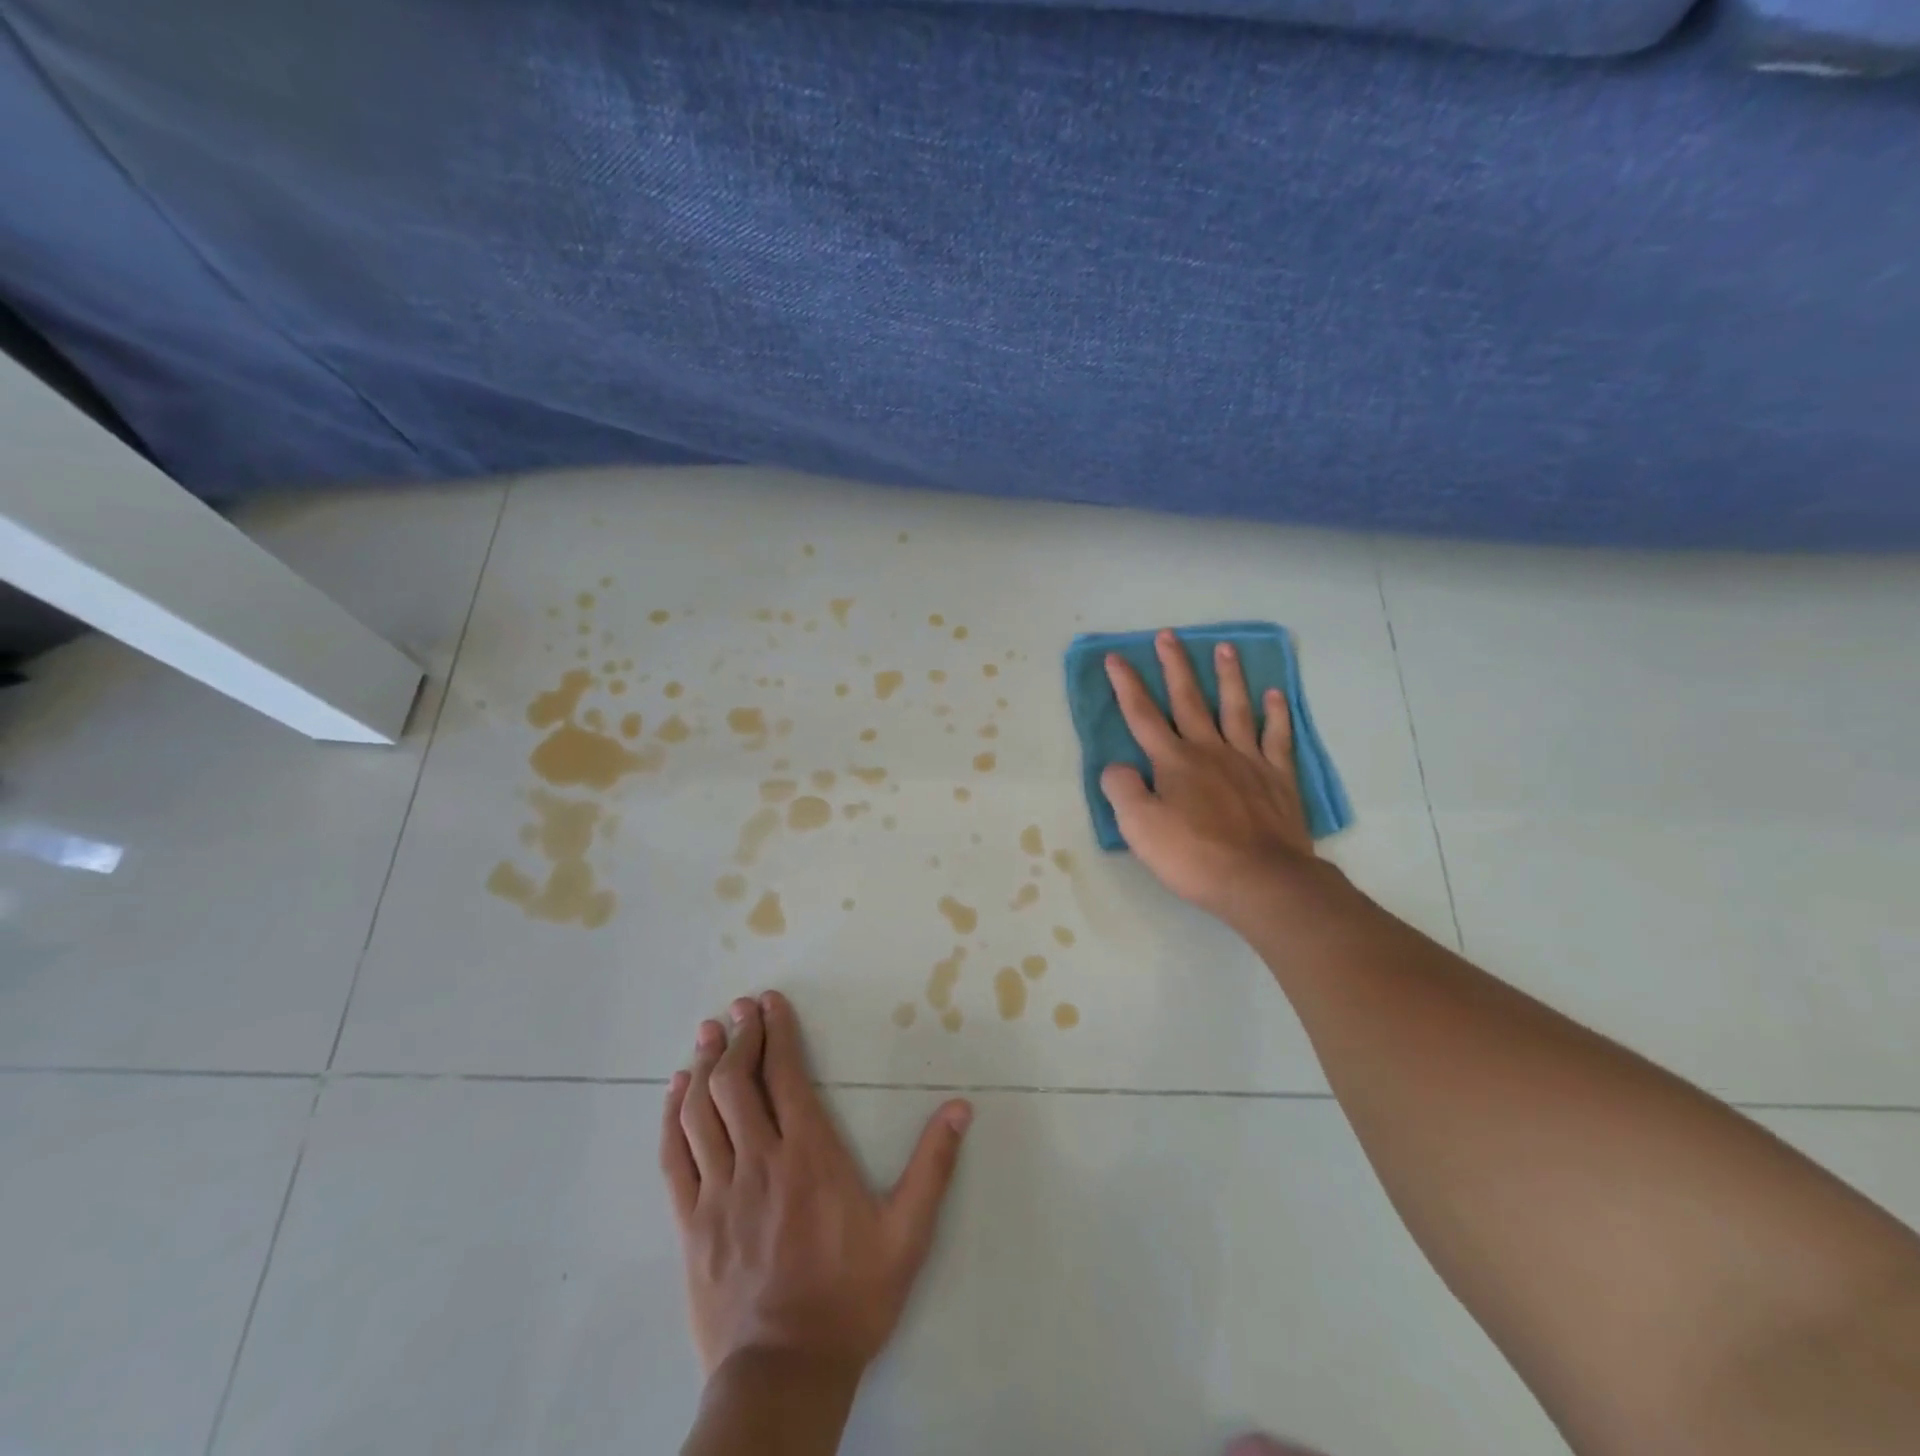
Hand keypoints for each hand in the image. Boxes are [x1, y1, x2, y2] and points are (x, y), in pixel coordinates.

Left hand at [661, 991, 972, 1380]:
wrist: (784, 1375)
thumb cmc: (850, 1299)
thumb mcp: (907, 1235)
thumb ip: (932, 1166)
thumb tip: (960, 1108)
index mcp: (809, 1155)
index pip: (786, 1075)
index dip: (777, 1031)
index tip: (770, 1002)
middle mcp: (760, 1160)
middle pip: (738, 1082)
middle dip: (740, 1037)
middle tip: (740, 1008)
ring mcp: (720, 1191)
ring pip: (702, 1111)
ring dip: (705, 1064)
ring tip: (709, 1032)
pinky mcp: (692, 1223)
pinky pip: (674, 1156)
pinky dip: (672, 1116)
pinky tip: (675, 1091)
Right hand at [1100, 630, 1317, 923]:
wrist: (1262, 881)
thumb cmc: (1194, 856)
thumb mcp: (1139, 827)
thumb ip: (1122, 790)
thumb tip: (1117, 767)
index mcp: (1173, 761)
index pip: (1142, 715)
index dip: (1126, 685)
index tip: (1116, 658)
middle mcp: (1208, 750)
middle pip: (1189, 699)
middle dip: (1175, 666)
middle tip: (1168, 635)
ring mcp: (1248, 760)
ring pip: (1235, 707)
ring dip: (1228, 676)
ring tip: (1224, 647)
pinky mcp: (1278, 778)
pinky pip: (1276, 737)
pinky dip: (1275, 713)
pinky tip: (1275, 694)